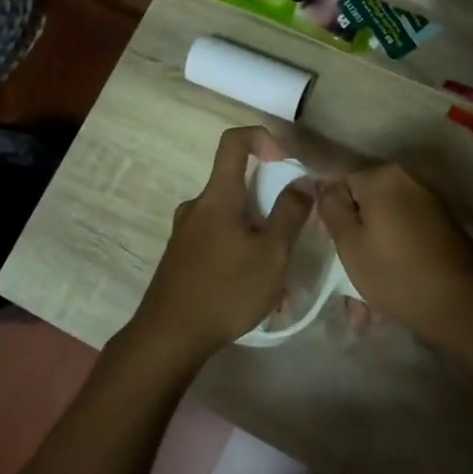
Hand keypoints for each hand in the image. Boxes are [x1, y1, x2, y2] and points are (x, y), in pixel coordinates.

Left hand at [131, 127, 313, 363]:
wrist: (169, 335)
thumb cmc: (226, 289)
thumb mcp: (271, 254)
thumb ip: (290, 214)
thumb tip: (303, 181)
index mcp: (217, 196)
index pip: (234, 141)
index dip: (262, 138)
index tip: (285, 162)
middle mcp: (196, 206)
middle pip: (238, 186)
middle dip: (270, 208)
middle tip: (291, 241)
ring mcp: (185, 232)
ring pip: (231, 221)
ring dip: (258, 241)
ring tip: (278, 283)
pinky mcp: (181, 257)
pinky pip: (218, 243)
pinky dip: (240, 257)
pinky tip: (254, 296)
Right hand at [317, 164, 472, 344]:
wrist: (462, 305)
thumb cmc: (395, 273)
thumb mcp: (349, 243)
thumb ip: (331, 208)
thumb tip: (327, 188)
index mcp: (384, 176)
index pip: (340, 184)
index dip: (331, 216)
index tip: (331, 247)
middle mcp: (410, 179)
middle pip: (366, 204)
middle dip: (354, 237)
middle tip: (346, 273)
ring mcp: (431, 202)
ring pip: (386, 224)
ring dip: (373, 252)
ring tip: (365, 296)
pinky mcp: (444, 225)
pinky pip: (406, 234)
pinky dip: (395, 255)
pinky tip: (390, 287)